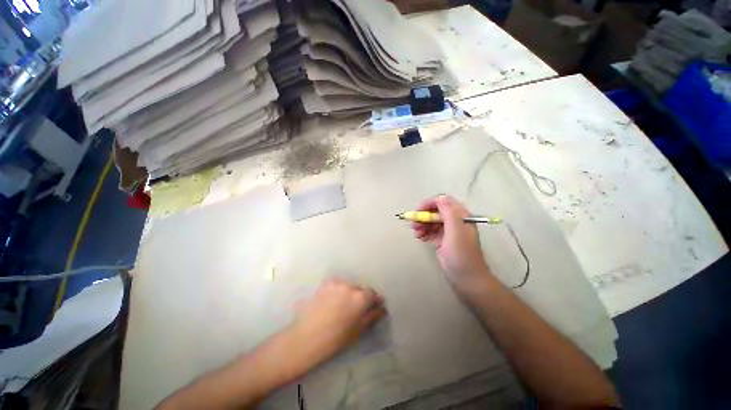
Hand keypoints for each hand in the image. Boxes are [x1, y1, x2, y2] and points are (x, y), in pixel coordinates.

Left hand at [292, 278, 386, 363]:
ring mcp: (336, 283)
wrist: (308, 337)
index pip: (372, 293)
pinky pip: (336, 284)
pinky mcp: (325, 284)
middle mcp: (350, 286)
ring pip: (347, 286)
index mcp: (360, 297)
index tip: (373, 307)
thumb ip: (373, 316)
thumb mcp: (359, 329)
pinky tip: (331, 300)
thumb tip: (382, 308)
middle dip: (360, 297)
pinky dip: (337, 290)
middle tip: (355, 309)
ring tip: (341, 305)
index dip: (373, 301)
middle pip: (359, 289)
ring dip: (348, 293)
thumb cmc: (337, 338)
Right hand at [412, 195, 493, 295]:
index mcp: (460, 215)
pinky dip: (424, 232)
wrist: (466, 277)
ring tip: (417, 234)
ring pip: (431, 221)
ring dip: (422, 225)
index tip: (419, 210)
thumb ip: (448, 212)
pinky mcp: (442, 240)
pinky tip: (420, 238)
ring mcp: (448, 231)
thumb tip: (439, 198)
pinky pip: (430, 231)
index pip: (444, 202)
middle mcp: (454, 221)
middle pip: (435, 211)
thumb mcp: (455, 230)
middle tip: (414, 224)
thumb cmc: (461, 253)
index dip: (430, 203)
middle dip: (424, 216)